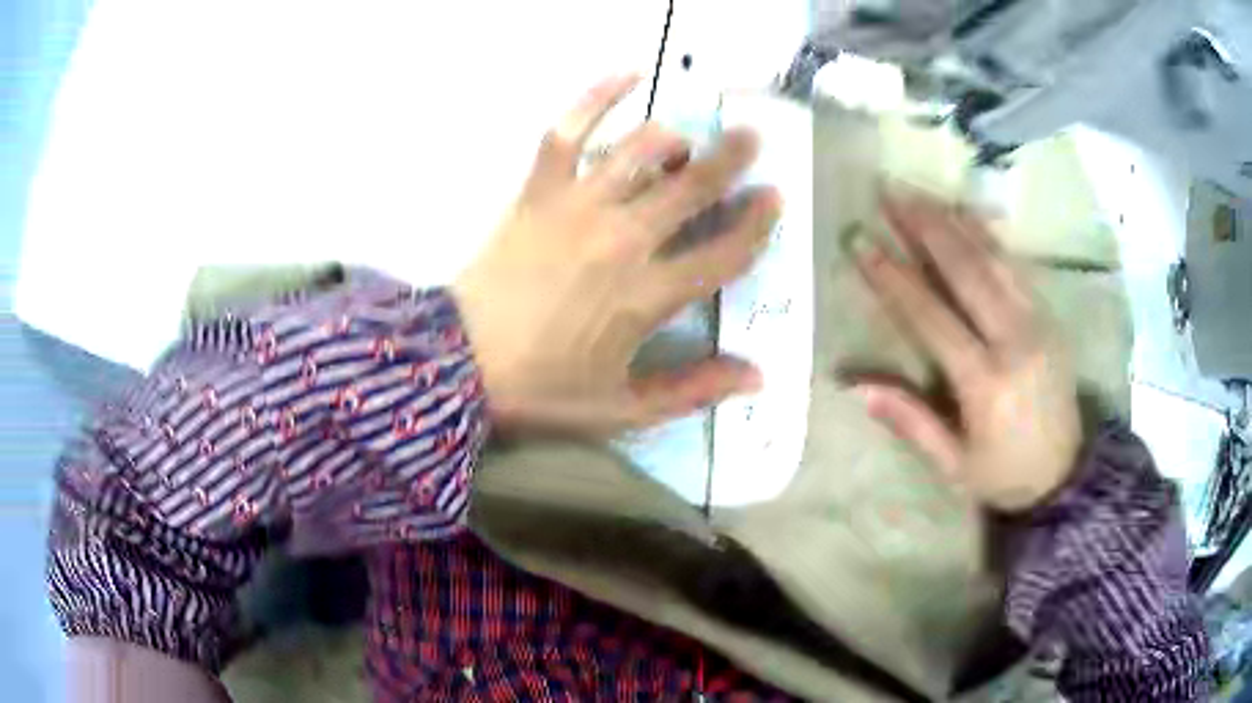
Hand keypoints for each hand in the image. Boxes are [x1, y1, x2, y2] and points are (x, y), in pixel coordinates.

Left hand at [452, 75, 780, 435]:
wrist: (461, 364)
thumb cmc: (542, 388)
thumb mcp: (622, 408)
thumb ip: (693, 390)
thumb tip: (758, 375)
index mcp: (649, 296)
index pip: (724, 252)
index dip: (756, 224)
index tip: (773, 199)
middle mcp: (624, 240)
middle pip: (692, 188)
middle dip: (730, 159)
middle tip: (750, 138)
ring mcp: (579, 207)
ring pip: (641, 153)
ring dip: (674, 138)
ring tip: (687, 138)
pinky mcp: (539, 191)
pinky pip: (569, 131)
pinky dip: (597, 97)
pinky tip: (628, 73)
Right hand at [852, 193, 1081, 511]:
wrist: (1066, 475)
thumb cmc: (1005, 475)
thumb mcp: (955, 465)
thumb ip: (911, 423)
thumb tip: (855, 387)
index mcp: (986, 383)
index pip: (932, 317)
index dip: (893, 277)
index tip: (861, 241)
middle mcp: (1015, 341)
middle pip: (966, 270)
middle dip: (924, 226)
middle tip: (889, 191)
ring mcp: (1038, 322)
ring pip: (993, 257)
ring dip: (954, 220)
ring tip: (920, 191)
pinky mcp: (1049, 316)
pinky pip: (1016, 264)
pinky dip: (988, 234)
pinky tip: (965, 212)